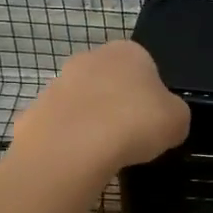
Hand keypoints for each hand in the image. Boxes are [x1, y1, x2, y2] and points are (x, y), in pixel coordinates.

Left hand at [12, 39, 190, 173]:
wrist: (73, 147)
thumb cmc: (134, 124)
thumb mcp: (177, 121)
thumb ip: (173, 114)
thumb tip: (165, 121)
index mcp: (128, 52)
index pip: (146, 68)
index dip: (152, 97)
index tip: (153, 123)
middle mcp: (90, 58)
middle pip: (110, 82)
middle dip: (118, 105)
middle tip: (131, 138)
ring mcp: (58, 83)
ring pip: (83, 103)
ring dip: (92, 122)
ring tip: (105, 154)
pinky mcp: (36, 110)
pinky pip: (61, 126)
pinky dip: (70, 141)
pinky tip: (78, 161)